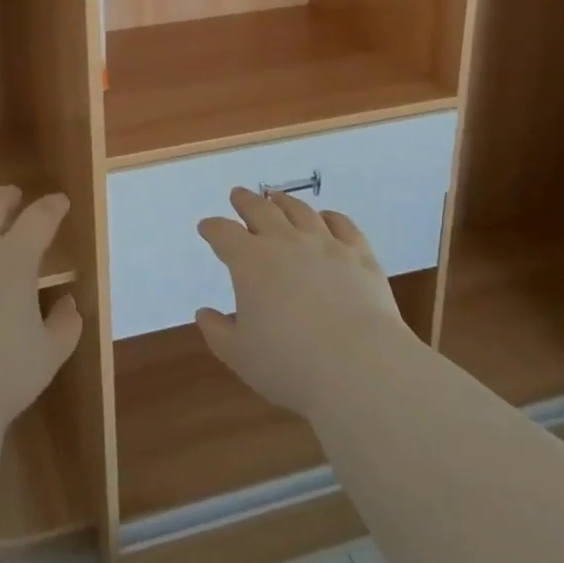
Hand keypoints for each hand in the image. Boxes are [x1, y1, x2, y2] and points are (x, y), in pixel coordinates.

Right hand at [195, 187, 411, 421]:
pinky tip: (327, 217)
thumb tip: (204, 314)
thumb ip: (218, 332)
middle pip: (261, 210)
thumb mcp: (240, 356)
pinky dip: (331, 217)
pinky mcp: (359, 255)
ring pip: (300, 211)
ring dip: (284, 201)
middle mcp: (285, 242)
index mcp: (250, 261)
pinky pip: (343, 225)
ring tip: (277, 198)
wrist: (360, 368)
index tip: (206, 227)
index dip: (212, 228)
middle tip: (238, 195)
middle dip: (246, 201)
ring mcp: (325, 244)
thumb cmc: (291, 365)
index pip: (223, 233)